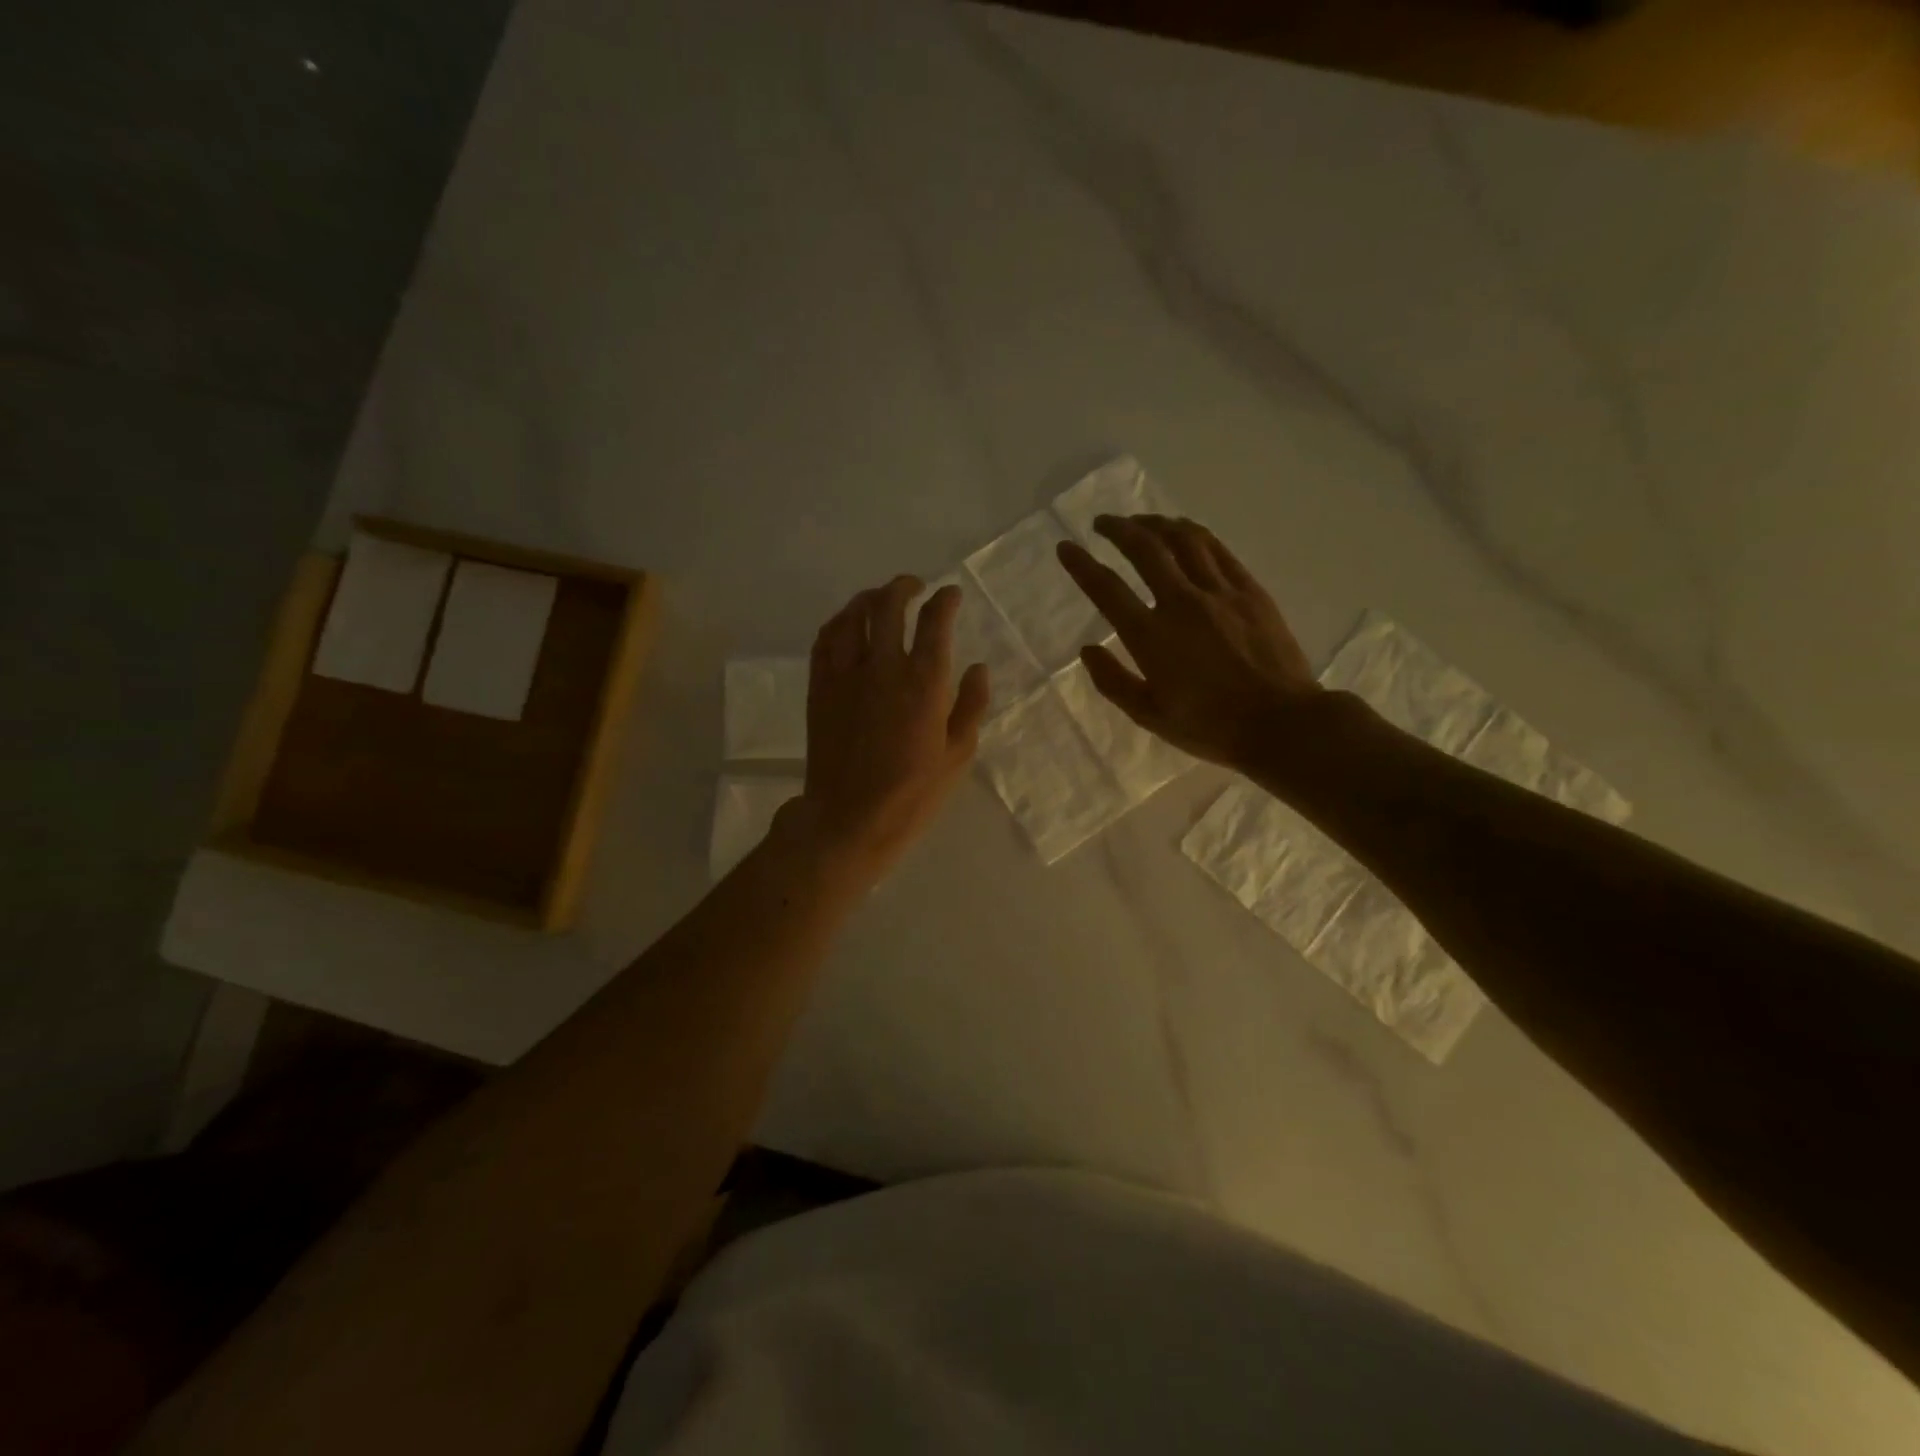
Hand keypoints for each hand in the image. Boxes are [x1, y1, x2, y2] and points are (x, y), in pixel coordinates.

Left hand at [787, 575, 990, 887]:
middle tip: (915, 585)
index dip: (945, 600)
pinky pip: (825, 640)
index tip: (951, 594)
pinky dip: (839, 622)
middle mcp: (884, 667)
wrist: (849, 819)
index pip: (936, 621)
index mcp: (925, 683)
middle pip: (890, 605)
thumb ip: (971, 705)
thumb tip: (978, 667)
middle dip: (904, 586)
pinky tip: (847, 623)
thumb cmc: (912, 794)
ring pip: (853, 615)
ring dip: (869, 598)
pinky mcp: (819, 687)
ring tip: (880, 597)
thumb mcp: (958, 755)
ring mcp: (846, 675)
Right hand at [1056, 515, 1322, 773]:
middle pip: (1145, 549)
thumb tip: (1087, 650)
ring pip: (1183, 539)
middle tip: (1103, 522)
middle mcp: (1181, 603)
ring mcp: (1219, 592)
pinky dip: (1194, 533)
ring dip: (1156, 523)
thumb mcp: (1149, 715)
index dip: (1081, 565)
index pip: (1107, 589)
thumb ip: (1112, 681)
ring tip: (1141, 521)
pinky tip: (1184, 531)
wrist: (1281, 723)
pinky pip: (1217, 549)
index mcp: (1150, 636)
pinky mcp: (1249, 590)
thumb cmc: (1210, 726)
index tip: (1065, 547)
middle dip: (1118, 529)